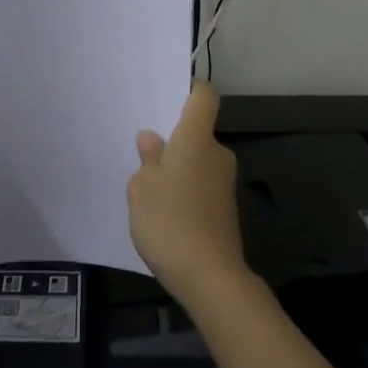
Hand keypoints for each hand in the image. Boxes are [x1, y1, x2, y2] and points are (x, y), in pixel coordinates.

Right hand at [127, 82, 248, 309]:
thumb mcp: (142, 188)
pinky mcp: (225, 208)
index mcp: (196, 139)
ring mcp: (224, 183)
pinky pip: (201, 185)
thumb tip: (152, 139)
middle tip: (141, 150)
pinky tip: (164, 210)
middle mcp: (217, 154)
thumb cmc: (169, 221)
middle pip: (197, 132)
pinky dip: (185, 190)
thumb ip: (147, 159)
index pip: (203, 97)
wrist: (210, 276)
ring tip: (147, 185)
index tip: (167, 97)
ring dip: (177, 168)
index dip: (189, 90)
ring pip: (197, 161)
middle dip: (172, 139)